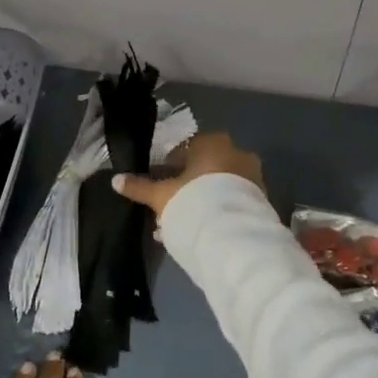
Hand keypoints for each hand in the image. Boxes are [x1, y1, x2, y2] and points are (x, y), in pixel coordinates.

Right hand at [111, 132, 264, 219]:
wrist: (234, 234)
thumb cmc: (193, 201)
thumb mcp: (161, 195)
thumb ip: (139, 187)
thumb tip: (115, 180)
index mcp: (212, 143)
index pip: (186, 149)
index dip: (169, 168)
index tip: (161, 185)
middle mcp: (237, 153)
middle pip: (204, 168)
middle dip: (188, 186)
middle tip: (172, 206)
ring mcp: (252, 176)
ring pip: (220, 185)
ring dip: (203, 199)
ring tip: (185, 223)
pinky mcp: (261, 200)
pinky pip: (233, 201)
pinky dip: (218, 210)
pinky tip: (203, 229)